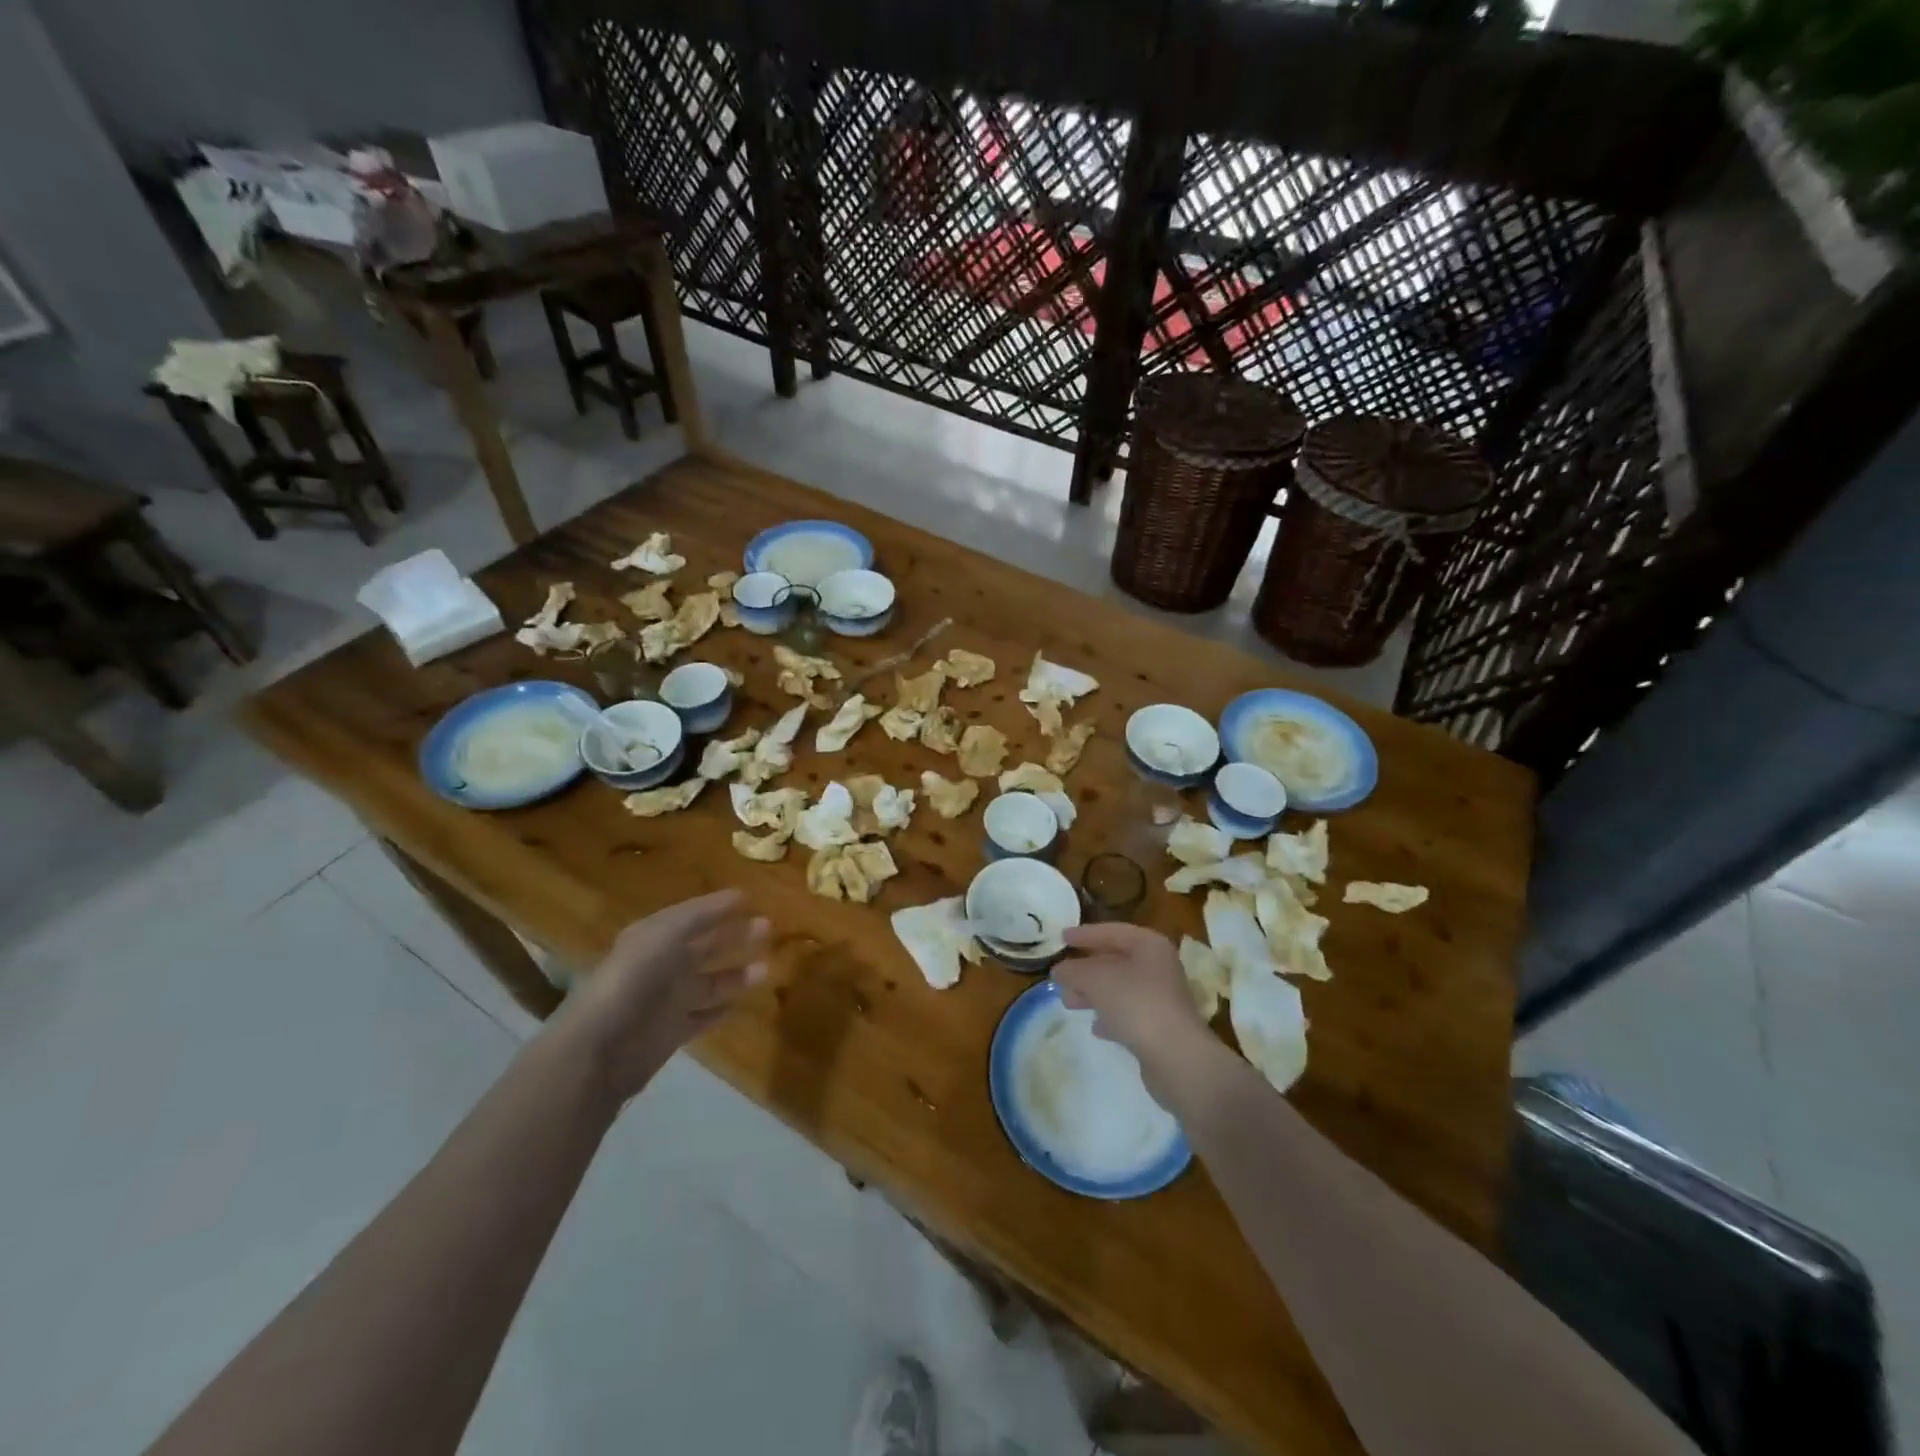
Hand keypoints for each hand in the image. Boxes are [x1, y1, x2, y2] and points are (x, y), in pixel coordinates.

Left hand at [556, 891, 768, 1101]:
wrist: (602, 1046)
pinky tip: (742, 1004)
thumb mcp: (665, 934)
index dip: (718, 907)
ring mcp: (666, 1001)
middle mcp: (660, 966)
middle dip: (734, 937)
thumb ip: (701, 915)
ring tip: (766, 968)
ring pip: (709, 982)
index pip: (691, 916)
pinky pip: (703, 1016)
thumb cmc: (634, 979)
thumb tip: (738, 895)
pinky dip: (722, 1009)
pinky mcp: (672, 1033)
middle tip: (769, 928)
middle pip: (704, 947)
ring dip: (737, 974)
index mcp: (652, 937)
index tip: (750, 898)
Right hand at [1054, 923, 1207, 1073]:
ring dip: (1094, 993)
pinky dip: (1110, 1016)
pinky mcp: (1160, 1026)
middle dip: (1086, 969)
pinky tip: (1095, 1027)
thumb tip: (1059, 970)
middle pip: (1116, 960)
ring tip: (1069, 1002)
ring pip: (1120, 988)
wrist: (1176, 1057)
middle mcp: (1159, 967)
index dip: (1085, 934)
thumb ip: (1074, 971)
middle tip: (1061, 976)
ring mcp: (1161, 998)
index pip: (1112, 931)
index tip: (1061, 938)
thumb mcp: (1096, 980)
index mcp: (1149, 946)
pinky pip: (1128, 1013)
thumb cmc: (1136, 1004)